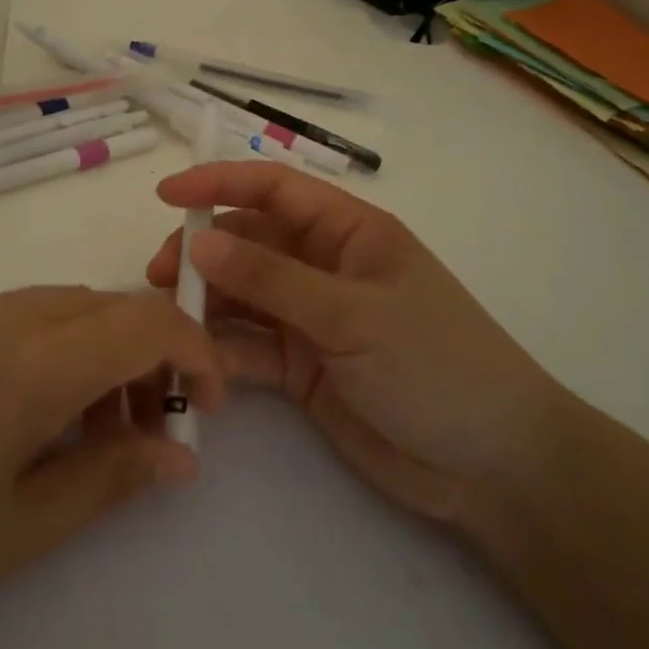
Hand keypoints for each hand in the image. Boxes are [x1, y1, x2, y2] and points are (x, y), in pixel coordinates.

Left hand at [0, 286, 222, 648]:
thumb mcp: (21, 528)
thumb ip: (111, 479)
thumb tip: (180, 456)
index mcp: (33, 361)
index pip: (146, 323)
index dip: (196, 354)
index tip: (209, 409)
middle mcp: (3, 315)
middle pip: (111, 305)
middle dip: (154, 355)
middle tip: (155, 428)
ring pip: (69, 306)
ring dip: (106, 350)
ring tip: (96, 429)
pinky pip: (24, 316)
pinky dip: (60, 348)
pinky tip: (37, 413)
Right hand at [146, 162, 561, 524]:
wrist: (490, 465)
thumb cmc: (436, 364)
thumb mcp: (353, 314)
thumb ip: (272, 279)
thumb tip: (199, 241)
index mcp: (349, 232)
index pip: (274, 189)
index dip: (219, 183)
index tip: (166, 196)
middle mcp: (324, 266)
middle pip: (248, 241)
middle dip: (202, 251)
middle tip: (158, 277)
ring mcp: (311, 318)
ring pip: (241, 295)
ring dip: (204, 302)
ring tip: (168, 323)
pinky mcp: (301, 367)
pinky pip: (249, 346)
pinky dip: (221, 352)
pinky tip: (198, 367)